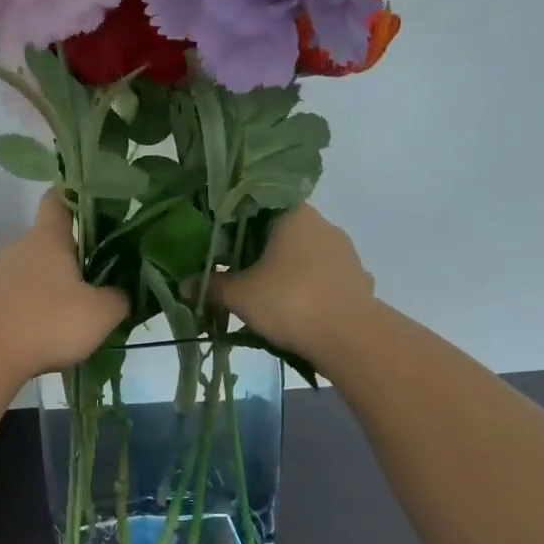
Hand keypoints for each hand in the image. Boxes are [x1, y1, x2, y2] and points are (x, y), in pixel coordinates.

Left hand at [0, 191, 128, 381]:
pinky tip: (50, 334)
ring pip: (35, 273)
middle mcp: (20, 248)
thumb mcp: (101, 313)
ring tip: (78, 315)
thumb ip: (118, 298)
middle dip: (75, 257)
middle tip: (102, 279)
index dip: (76, 196)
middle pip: (50, 242)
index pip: (58, 199)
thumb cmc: (47, 322)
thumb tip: (119, 293)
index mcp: (48, 238)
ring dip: (55, 288)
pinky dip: (36, 310)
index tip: (96, 205)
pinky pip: (20, 298)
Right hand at [208, 204, 374, 362]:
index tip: (220, 243)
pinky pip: (324, 279)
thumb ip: (212, 286)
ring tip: (264, 296)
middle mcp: (323, 225)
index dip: (236, 222)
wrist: (350, 338)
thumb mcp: (240, 295)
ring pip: (305, 256)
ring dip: (286, 271)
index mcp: (294, 215)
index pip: (259, 205)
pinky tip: (295, 310)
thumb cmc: (289, 301)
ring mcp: (345, 253)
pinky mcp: (357, 280)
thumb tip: (185, 285)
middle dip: (259, 251)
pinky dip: (308, 290)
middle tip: (235, 272)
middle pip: (282, 231)